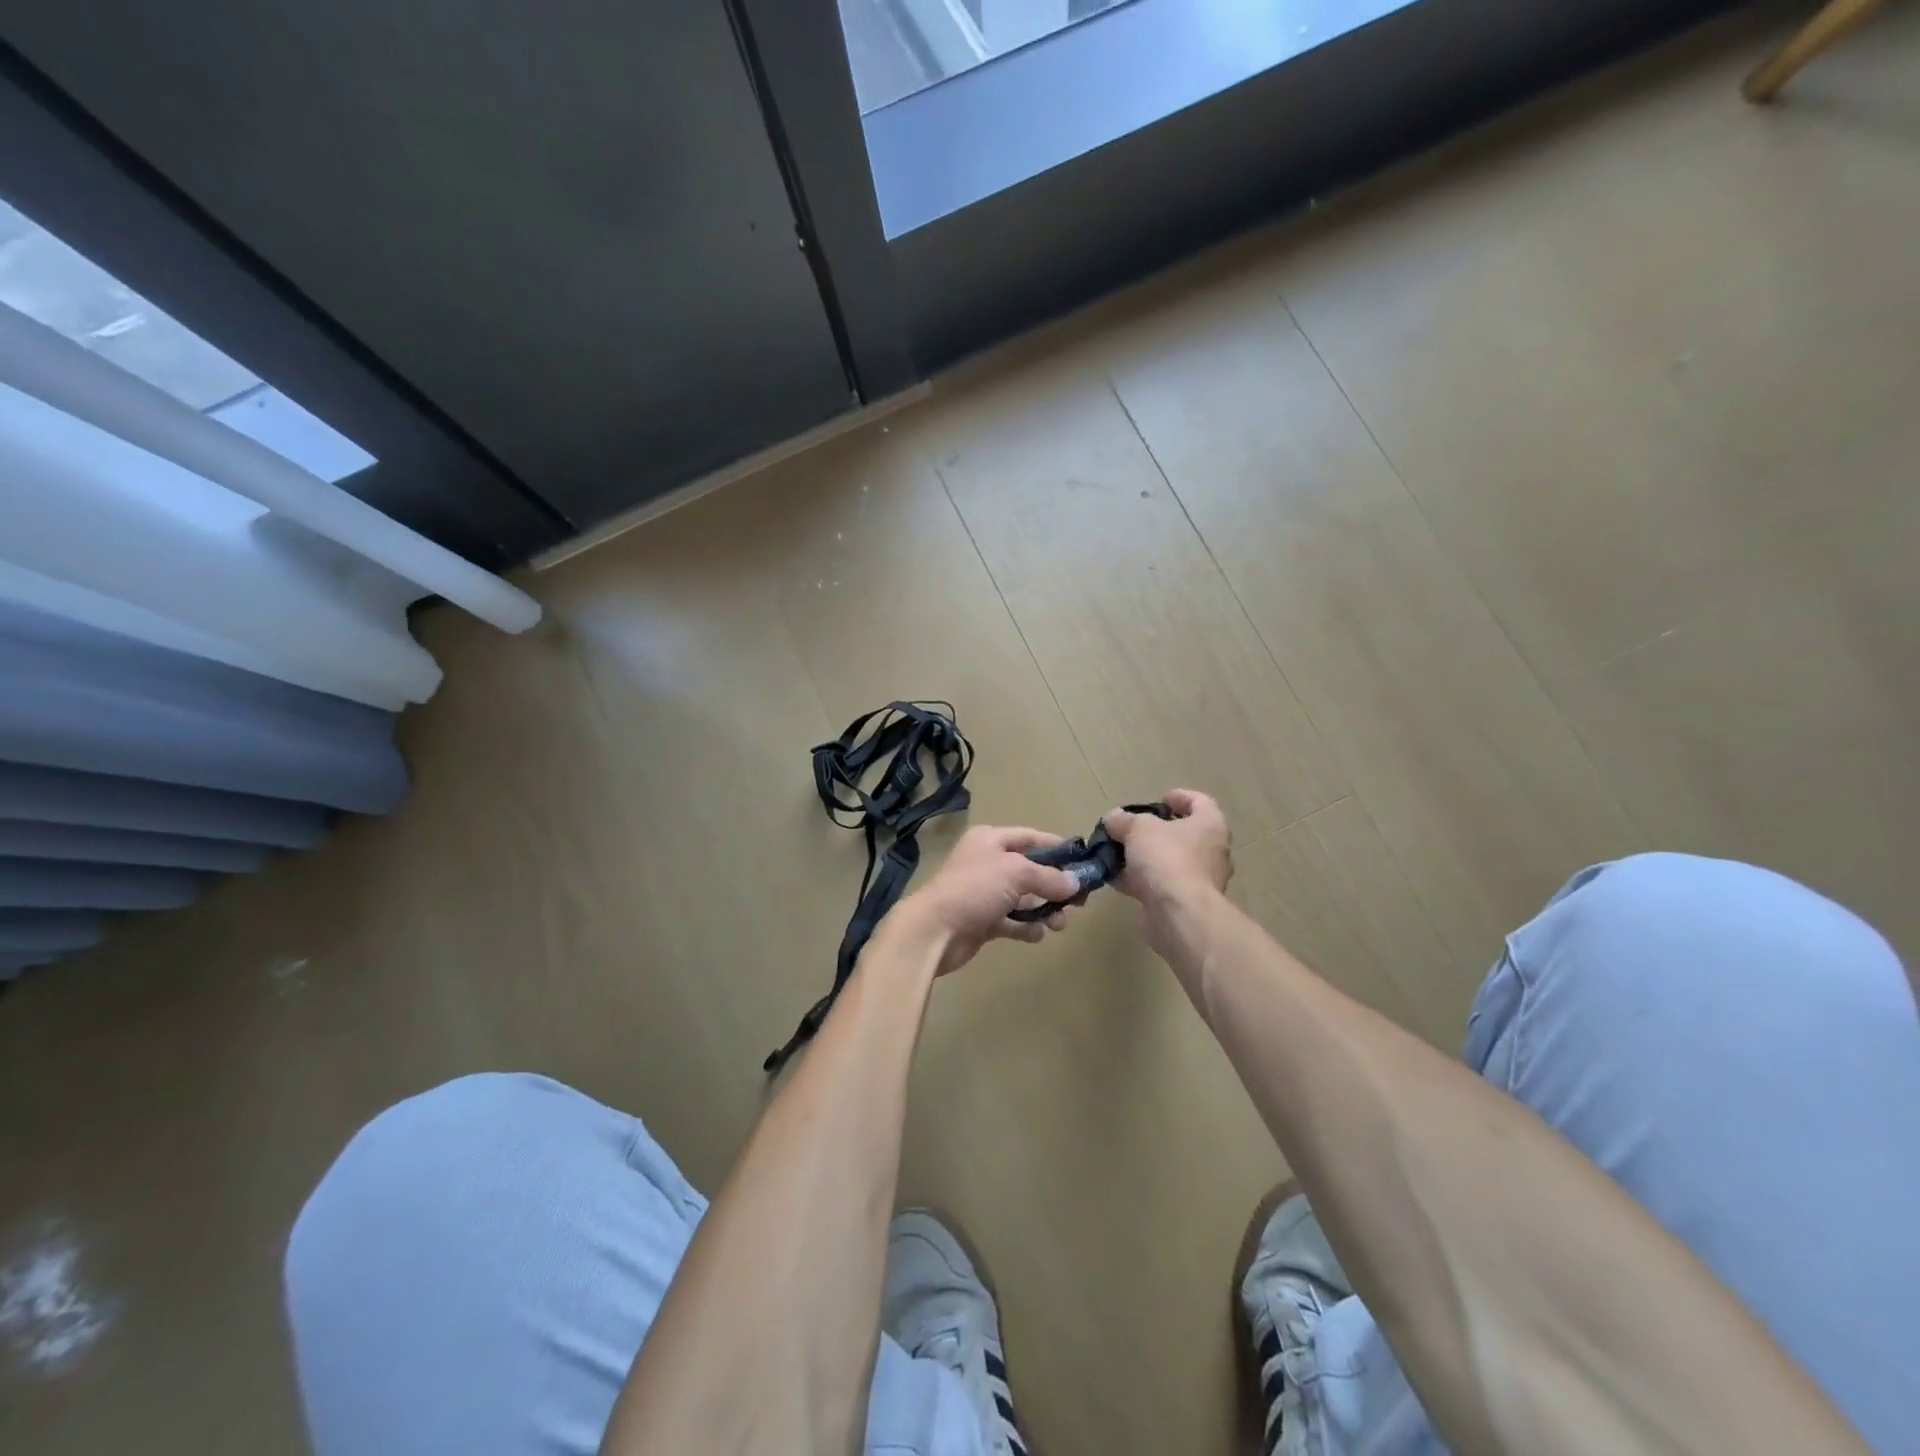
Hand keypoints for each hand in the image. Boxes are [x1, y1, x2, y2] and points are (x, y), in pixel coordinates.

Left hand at [890, 826, 1081, 976]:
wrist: (934, 931)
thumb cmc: (974, 889)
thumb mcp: (1016, 872)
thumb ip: (1049, 877)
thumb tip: (1075, 883)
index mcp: (990, 840)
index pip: (1030, 837)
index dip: (1057, 847)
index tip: (1083, 861)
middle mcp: (987, 863)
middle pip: (1031, 870)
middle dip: (1055, 885)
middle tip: (1079, 902)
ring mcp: (985, 894)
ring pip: (1025, 898)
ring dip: (1045, 909)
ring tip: (1060, 923)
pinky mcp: (983, 921)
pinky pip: (1013, 922)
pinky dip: (1027, 927)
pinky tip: (1037, 934)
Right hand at [1104, 790, 1232, 945]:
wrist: (1178, 913)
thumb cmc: (1167, 858)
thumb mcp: (1138, 829)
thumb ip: (1124, 820)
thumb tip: (1113, 818)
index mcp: (1210, 825)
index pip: (1201, 803)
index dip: (1181, 797)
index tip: (1160, 799)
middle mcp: (1211, 851)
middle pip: (1183, 834)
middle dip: (1155, 831)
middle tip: (1132, 828)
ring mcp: (1199, 880)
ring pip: (1168, 861)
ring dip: (1143, 857)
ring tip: (1115, 853)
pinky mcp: (1184, 903)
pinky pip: (1159, 884)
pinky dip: (1138, 880)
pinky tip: (1113, 878)